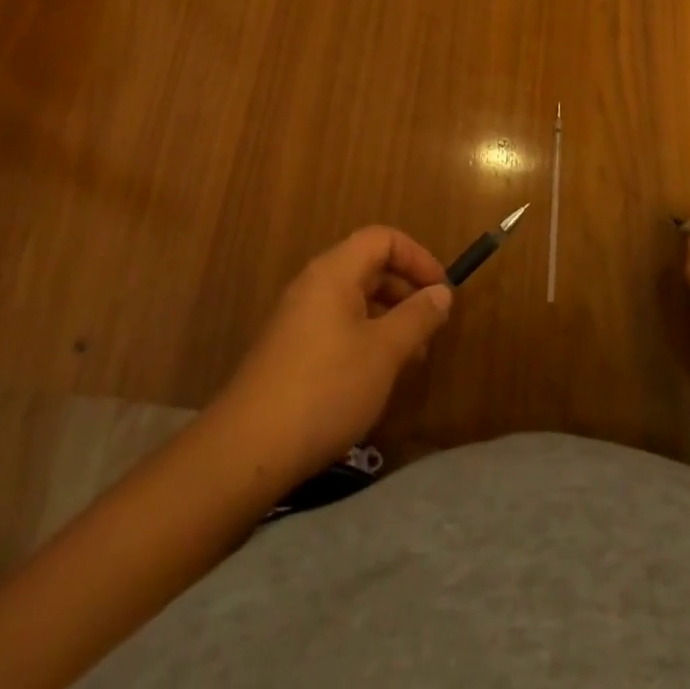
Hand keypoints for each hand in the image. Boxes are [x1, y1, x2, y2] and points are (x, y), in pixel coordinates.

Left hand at [210, 226, 453, 482]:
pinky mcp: (290, 350)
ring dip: (389, 318)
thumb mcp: (384, 352)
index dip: (417, 257)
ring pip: (354, 299)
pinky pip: (337, 325)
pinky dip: (366, 337)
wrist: (247, 450)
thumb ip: (417, 317)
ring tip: (412, 357)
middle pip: (369, 266)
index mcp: (334, 272)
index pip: (382, 239)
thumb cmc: (326, 388)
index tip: (442, 292)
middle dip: (406, 290)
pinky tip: (377, 376)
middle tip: (432, 327)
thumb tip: (441, 293)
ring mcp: (297, 318)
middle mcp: (313, 285)